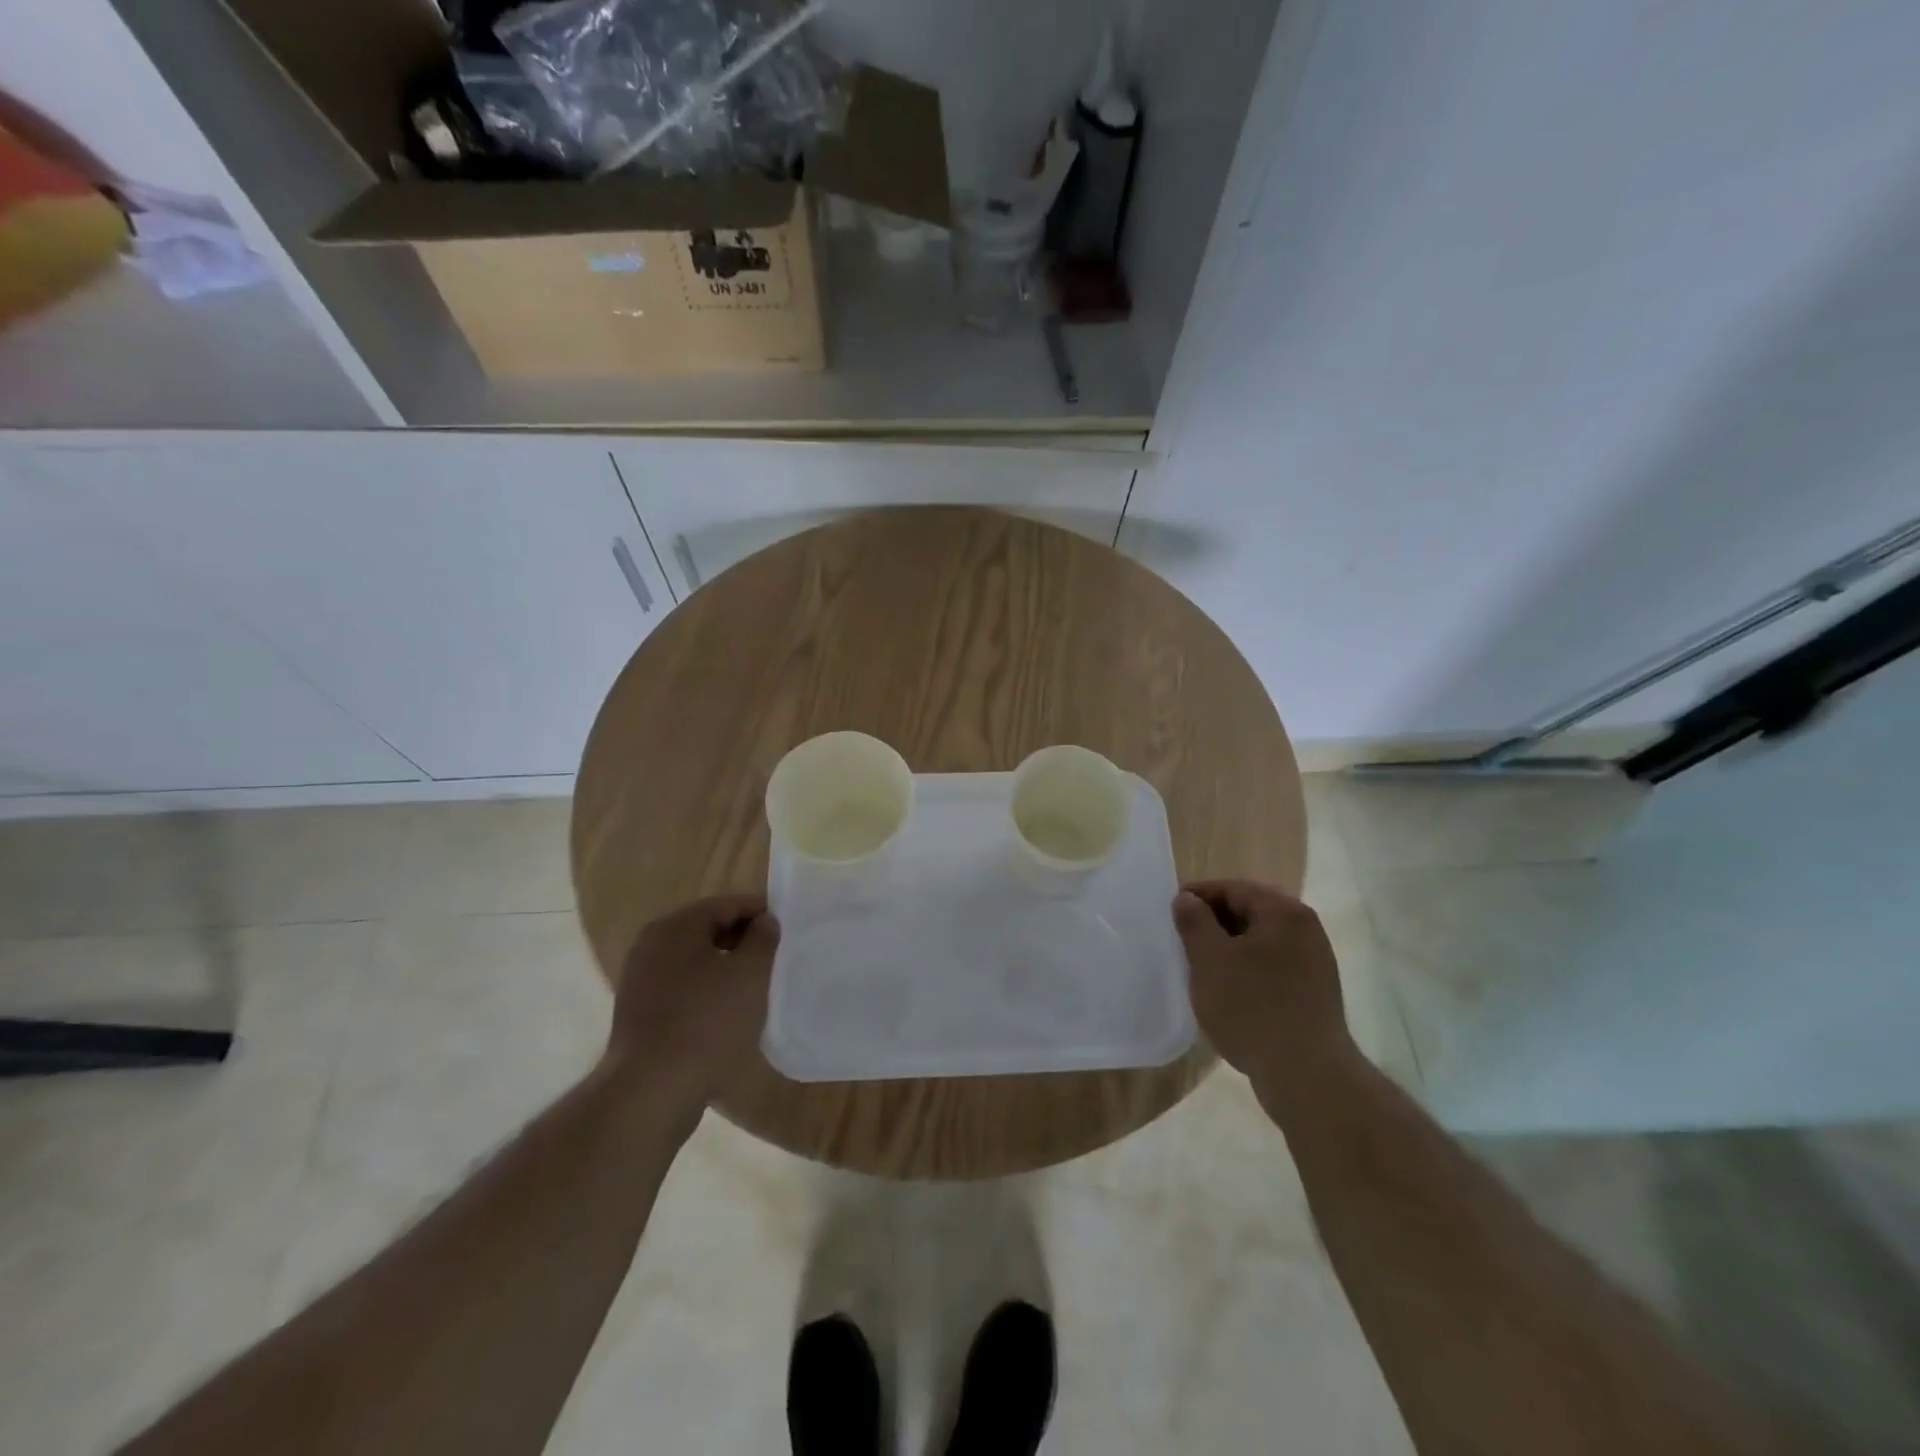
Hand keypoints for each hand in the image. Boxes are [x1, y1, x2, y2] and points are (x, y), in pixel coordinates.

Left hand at [605, 895, 779, 1114]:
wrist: (652, 1090)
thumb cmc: (707, 1022)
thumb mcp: (750, 974)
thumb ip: (763, 939)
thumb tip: (765, 922)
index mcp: (676, 926)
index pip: (727, 904)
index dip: (760, 912)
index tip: (787, 928)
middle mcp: (652, 944)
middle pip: (708, 929)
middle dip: (743, 939)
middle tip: (775, 957)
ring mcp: (641, 979)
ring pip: (695, 960)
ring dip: (726, 967)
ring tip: (756, 986)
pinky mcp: (640, 1012)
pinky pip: (682, 987)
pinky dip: (707, 991)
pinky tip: (728, 1012)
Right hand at [1173, 880, 1355, 1107]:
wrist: (1307, 1076)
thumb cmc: (1252, 1007)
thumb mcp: (1209, 959)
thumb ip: (1194, 922)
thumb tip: (1186, 899)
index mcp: (1284, 912)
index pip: (1233, 889)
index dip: (1198, 896)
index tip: (1170, 912)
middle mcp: (1306, 929)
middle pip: (1250, 912)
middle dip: (1213, 922)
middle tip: (1182, 939)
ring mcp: (1315, 963)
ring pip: (1260, 942)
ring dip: (1229, 949)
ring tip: (1200, 967)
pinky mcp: (1314, 994)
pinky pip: (1272, 967)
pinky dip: (1246, 970)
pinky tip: (1227, 992)